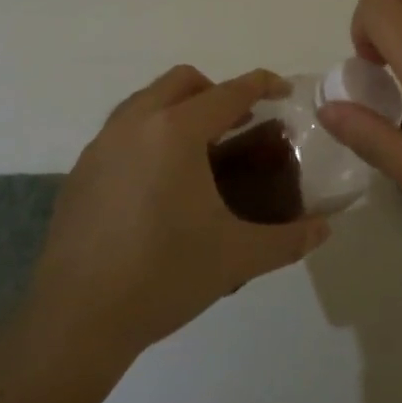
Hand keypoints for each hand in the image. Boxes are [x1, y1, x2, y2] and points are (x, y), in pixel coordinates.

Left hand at [16, 66, 329, 368]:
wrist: (76, 321)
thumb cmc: (163, 277)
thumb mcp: (236, 257)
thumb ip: (288, 239)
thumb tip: (326, 229)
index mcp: (176, 132)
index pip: (229, 92)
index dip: (262, 84)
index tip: (283, 89)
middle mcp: (135, 124)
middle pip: (182, 81)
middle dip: (215, 91)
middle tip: (238, 124)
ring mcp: (101, 144)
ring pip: (146, 100)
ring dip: (178, 109)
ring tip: (199, 151)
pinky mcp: (80, 170)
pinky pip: (122, 130)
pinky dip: (149, 134)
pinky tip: (158, 183)